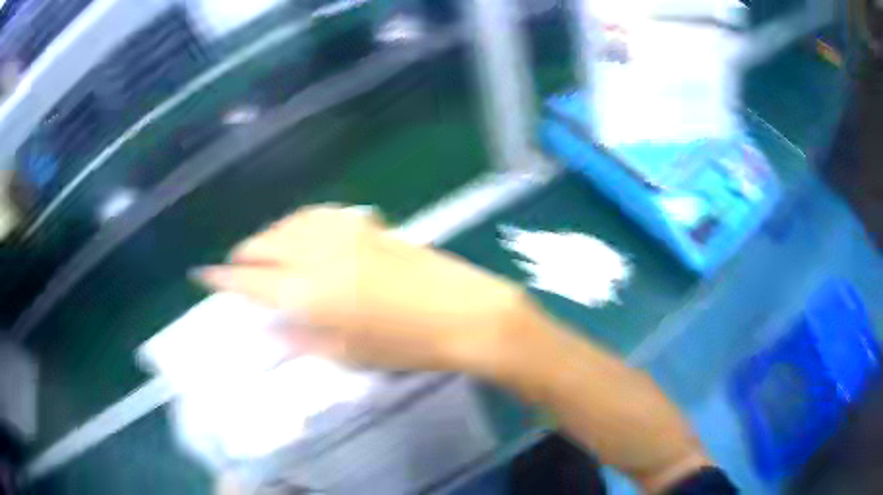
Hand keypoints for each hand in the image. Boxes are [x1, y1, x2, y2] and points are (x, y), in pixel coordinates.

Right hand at [196, 205, 530, 376]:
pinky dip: (297, 223)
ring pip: (288, 224)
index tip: (203, 275)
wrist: (462, 312)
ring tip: (264, 251)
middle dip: (243, 255)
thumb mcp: (347, 354)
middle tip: (236, 268)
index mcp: (308, 293)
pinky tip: (300, 232)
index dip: (222, 278)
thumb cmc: (405, 346)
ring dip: (269, 236)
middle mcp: (317, 254)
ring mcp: (342, 233)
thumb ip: (302, 338)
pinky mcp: (365, 225)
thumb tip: (272, 327)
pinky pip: (317, 216)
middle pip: (264, 244)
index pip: (250, 282)